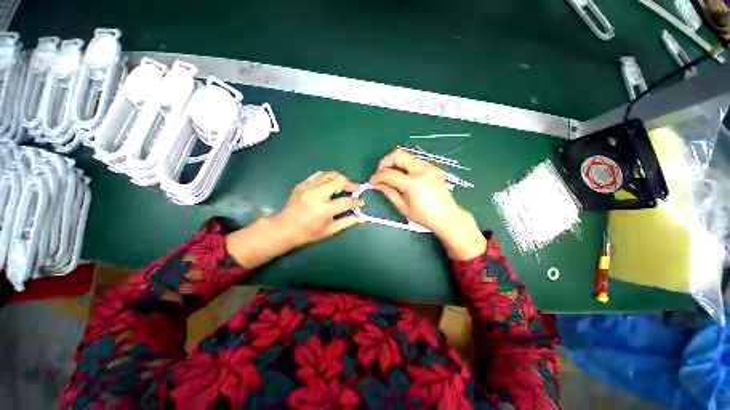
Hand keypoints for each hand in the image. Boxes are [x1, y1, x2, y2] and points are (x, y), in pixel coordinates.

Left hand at [272, 171, 364, 248]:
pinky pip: (318, 175)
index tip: (361, 202)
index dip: (357, 201)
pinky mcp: (302, 184)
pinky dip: (328, 177)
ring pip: (329, 175)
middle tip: (355, 189)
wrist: (283, 229)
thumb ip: (347, 222)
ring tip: (344, 185)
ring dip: (340, 178)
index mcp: (324, 210)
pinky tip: (330, 183)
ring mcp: (308, 187)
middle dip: (351, 184)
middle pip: (339, 181)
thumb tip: (362, 217)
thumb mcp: (330, 230)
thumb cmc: (308, 233)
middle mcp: (317, 195)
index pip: (347, 201)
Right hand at [370, 148, 485, 259]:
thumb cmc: (424, 216)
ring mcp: (429, 167)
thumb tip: (378, 184)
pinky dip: (405, 165)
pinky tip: (403, 177)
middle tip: (381, 173)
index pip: (389, 173)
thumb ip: (389, 192)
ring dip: (395, 163)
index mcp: (413, 183)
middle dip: (385, 162)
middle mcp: (422, 170)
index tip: (373, 182)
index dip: (377, 177)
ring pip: (407, 156)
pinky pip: (414, 161)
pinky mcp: (433, 167)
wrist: (448, 216)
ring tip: (391, 176)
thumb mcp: (403, 207)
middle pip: (398, 154)